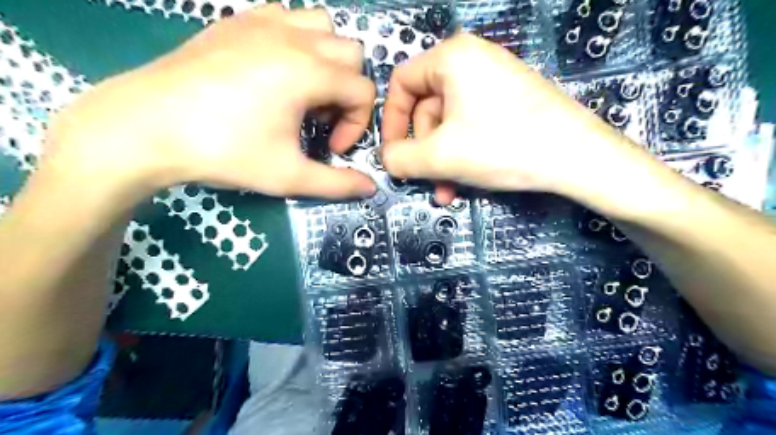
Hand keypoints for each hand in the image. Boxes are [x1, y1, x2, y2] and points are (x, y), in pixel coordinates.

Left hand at [45, 4, 378, 198]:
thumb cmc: (224, 152)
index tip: (331, 148)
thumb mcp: (289, 176)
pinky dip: (297, 40)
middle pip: (352, 54)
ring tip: (304, 91)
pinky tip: (277, 70)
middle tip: (319, 120)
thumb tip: (371, 188)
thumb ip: (338, 184)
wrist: (146, 127)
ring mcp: (263, 22)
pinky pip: (287, 17)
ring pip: (323, 27)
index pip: (364, 91)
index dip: (358, 125)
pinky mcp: (237, 21)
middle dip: (347, 91)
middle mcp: (293, 38)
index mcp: (309, 72)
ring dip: (327, 60)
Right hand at [382, 33, 642, 207]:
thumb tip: (386, 159)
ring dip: (442, 160)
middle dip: (424, 151)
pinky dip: (462, 153)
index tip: (393, 154)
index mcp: (452, 57)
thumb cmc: (503, 146)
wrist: (578, 158)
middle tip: (426, 180)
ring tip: (447, 190)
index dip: (391, 123)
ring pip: (449, 123)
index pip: (401, 84)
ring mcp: (494, 80)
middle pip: (426, 108)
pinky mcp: (509, 100)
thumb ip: (400, 157)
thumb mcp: (440, 156)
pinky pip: (471, 125)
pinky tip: (465, 181)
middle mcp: (472, 60)